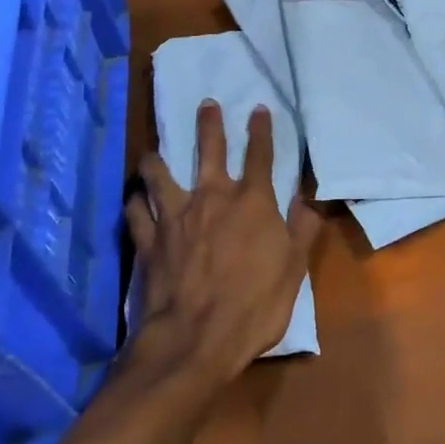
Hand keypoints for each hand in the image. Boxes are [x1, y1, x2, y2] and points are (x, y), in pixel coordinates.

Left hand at [125, 101, 320, 390]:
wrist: (197, 338)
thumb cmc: (255, 304)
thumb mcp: (294, 268)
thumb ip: (302, 227)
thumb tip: (310, 195)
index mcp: (251, 202)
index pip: (260, 155)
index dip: (261, 130)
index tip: (258, 108)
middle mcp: (211, 197)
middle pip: (209, 150)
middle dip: (209, 124)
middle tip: (205, 104)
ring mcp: (175, 216)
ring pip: (160, 175)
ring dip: (157, 160)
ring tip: (153, 151)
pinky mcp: (149, 240)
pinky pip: (136, 212)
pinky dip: (135, 202)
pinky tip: (134, 198)